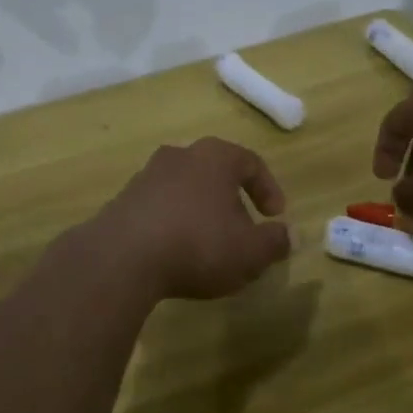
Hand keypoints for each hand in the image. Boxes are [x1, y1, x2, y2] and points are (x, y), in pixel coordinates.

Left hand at [85, 138, 291, 301]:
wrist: (122, 256)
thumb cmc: (198, 245)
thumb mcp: (250, 252)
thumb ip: (275, 241)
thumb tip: (289, 234)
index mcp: (214, 157)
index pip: (250, 162)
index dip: (268, 189)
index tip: (275, 217)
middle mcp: (180, 155)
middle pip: (214, 172)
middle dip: (232, 200)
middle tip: (242, 231)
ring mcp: (147, 175)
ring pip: (185, 188)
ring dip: (200, 211)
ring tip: (209, 245)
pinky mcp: (124, 198)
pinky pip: (159, 206)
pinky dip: (173, 222)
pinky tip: (175, 251)